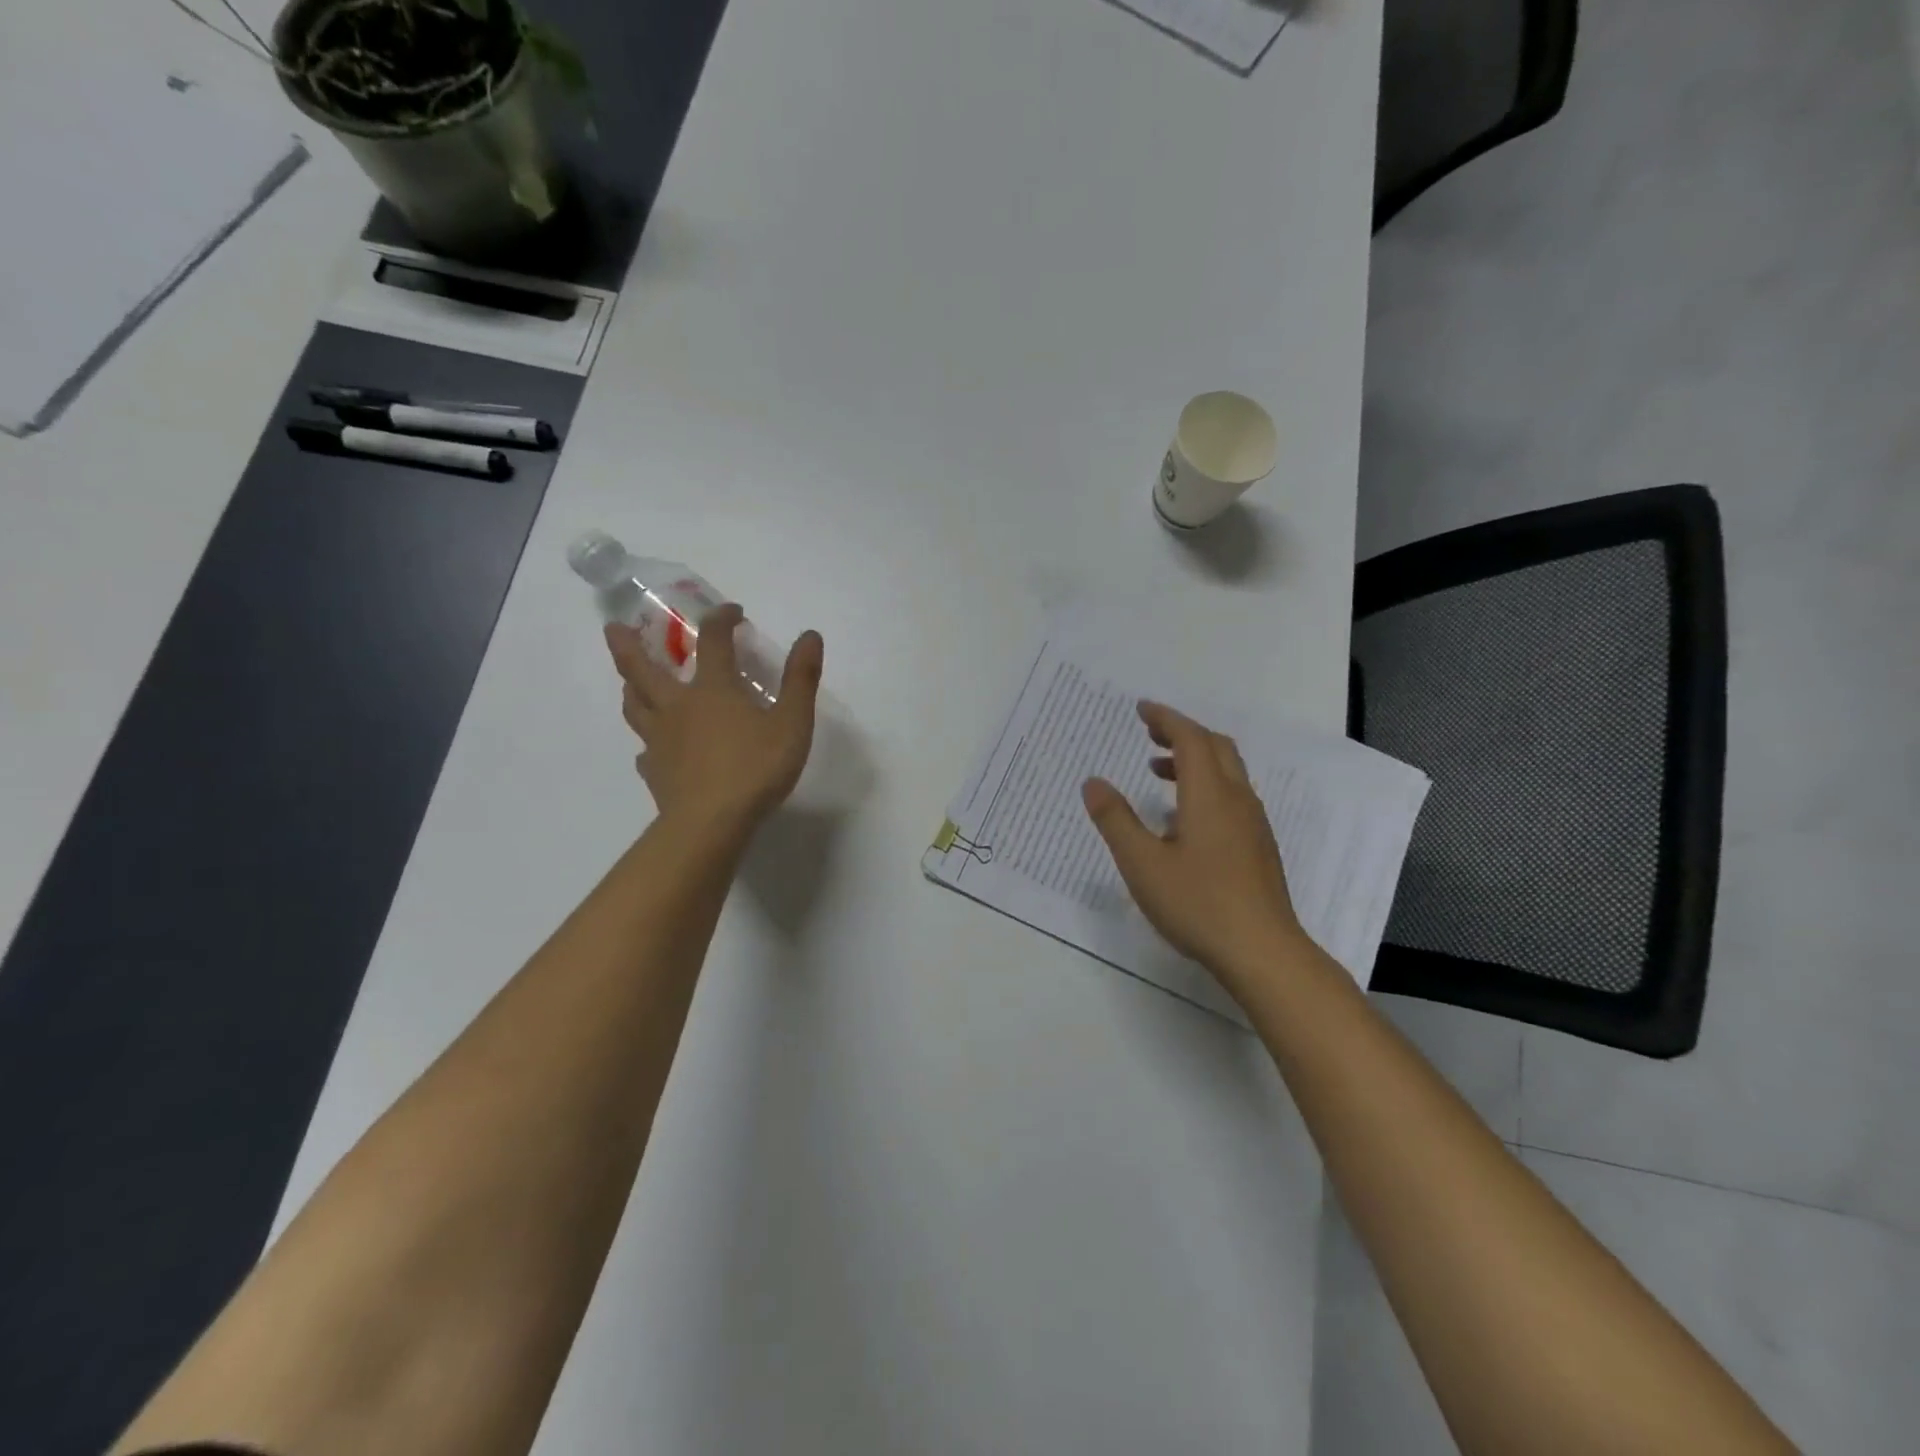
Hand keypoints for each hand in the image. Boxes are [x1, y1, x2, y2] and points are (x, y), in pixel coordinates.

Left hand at [606, 605, 823, 839]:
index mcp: (712, 689)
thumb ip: (801, 679)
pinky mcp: (654, 772)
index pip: (713, 640)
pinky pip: (644, 751)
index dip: (721, 619)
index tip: (733, 612)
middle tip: (614, 627)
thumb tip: (810, 636)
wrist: (712, 823)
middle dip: (627, 644)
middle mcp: (678, 707)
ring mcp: (660, 740)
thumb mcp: (792, 723)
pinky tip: (652, 750)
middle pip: (642, 668)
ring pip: (634, 706)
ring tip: (629, 682)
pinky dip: (647, 743)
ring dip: (630, 687)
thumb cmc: (755, 768)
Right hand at [1082, 701, 1308, 998]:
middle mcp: (1237, 800)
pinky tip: (1183, 819)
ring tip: (1158, 772)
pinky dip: (1206, 786)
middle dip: (1182, 733)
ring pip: (1227, 773)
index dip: (1165, 719)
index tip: (1141, 709)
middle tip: (1150, 733)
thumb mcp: (1142, 864)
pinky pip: (1232, 797)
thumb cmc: (1198, 905)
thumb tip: (1093, 782)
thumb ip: (1116, 820)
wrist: (1263, 951)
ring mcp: (1253, 824)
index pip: (1190, 739)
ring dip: (1194, 760)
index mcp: (1210, 795)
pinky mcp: (1258, 846)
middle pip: (1215, 747)